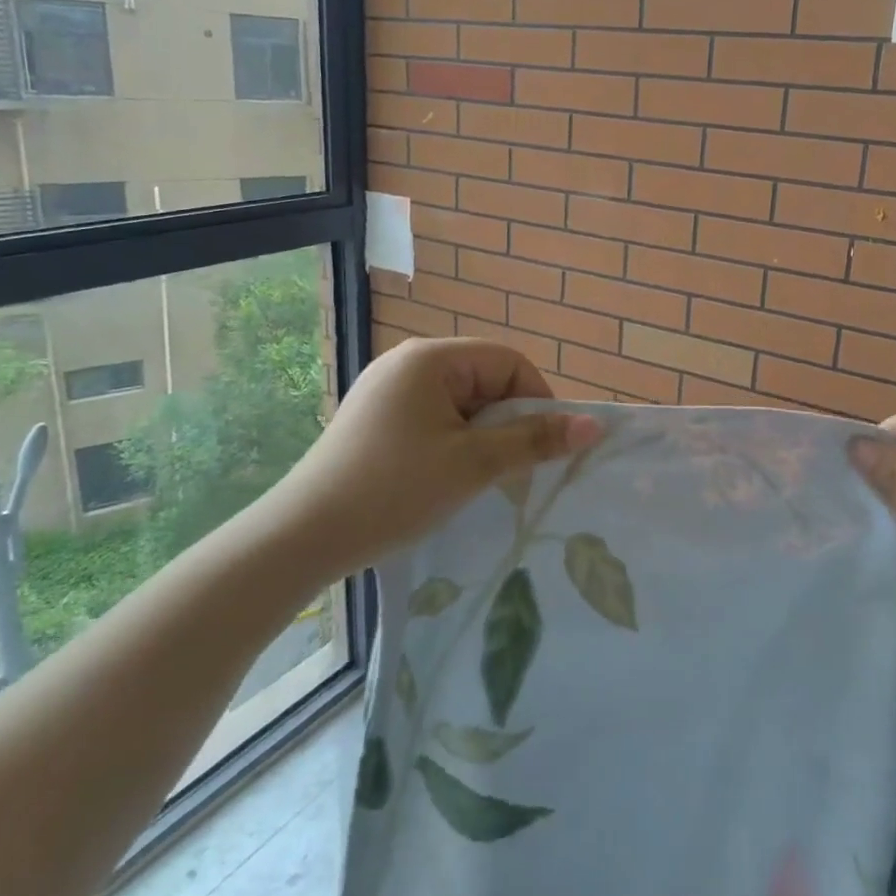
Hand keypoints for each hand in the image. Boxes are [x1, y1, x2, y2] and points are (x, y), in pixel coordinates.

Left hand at [283, 339, 600, 566]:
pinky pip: (432, 418)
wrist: (301, 537)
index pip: (508, 362)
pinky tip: (444, 478)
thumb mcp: (473, 465)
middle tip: (509, 470)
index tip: (542, 448)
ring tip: (477, 478)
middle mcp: (407, 362)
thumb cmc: (394, 490)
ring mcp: (386, 390)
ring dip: (481, 437)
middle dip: (506, 422)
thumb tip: (594, 425)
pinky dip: (452, 443)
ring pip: (460, 403)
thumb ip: (535, 440)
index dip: (536, 401)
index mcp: (430, 358)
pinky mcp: (374, 418)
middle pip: (484, 380)